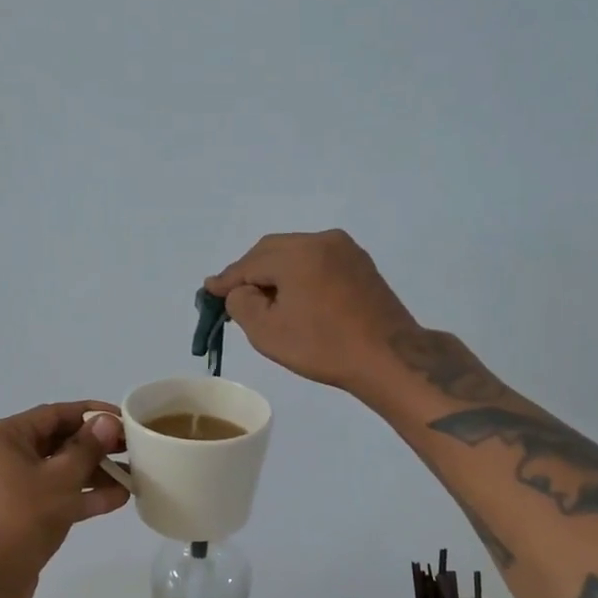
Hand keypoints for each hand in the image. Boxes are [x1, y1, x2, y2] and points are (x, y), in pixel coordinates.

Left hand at [0, 401, 130, 593]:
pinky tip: (117, 499)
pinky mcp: (13, 513)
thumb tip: (107, 421)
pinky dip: (77, 495)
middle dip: (94, 446)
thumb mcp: (62, 478)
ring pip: (54, 471)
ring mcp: (3, 487)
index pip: (53, 414)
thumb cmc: (24, 516)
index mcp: (0, 438)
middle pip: (54, 442)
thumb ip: (88, 447)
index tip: (122, 418)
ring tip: (131, 474)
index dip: (91, 414)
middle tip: (130, 447)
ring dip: (91, 473)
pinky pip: (49, 494)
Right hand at [205, 230, 419, 393]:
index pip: (249, 263)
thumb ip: (241, 303)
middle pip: (272, 251)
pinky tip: (296, 297)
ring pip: (296, 254)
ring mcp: (345, 249)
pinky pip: (318, 261)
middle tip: (235, 298)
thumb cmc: (323, 347)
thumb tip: (239, 290)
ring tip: (266, 301)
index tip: (209, 292)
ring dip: (276, 272)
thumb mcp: (267, 331)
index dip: (227, 280)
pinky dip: (300, 274)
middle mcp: (321, 240)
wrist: (389, 358)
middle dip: (251, 272)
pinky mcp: (361, 264)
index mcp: (297, 253)